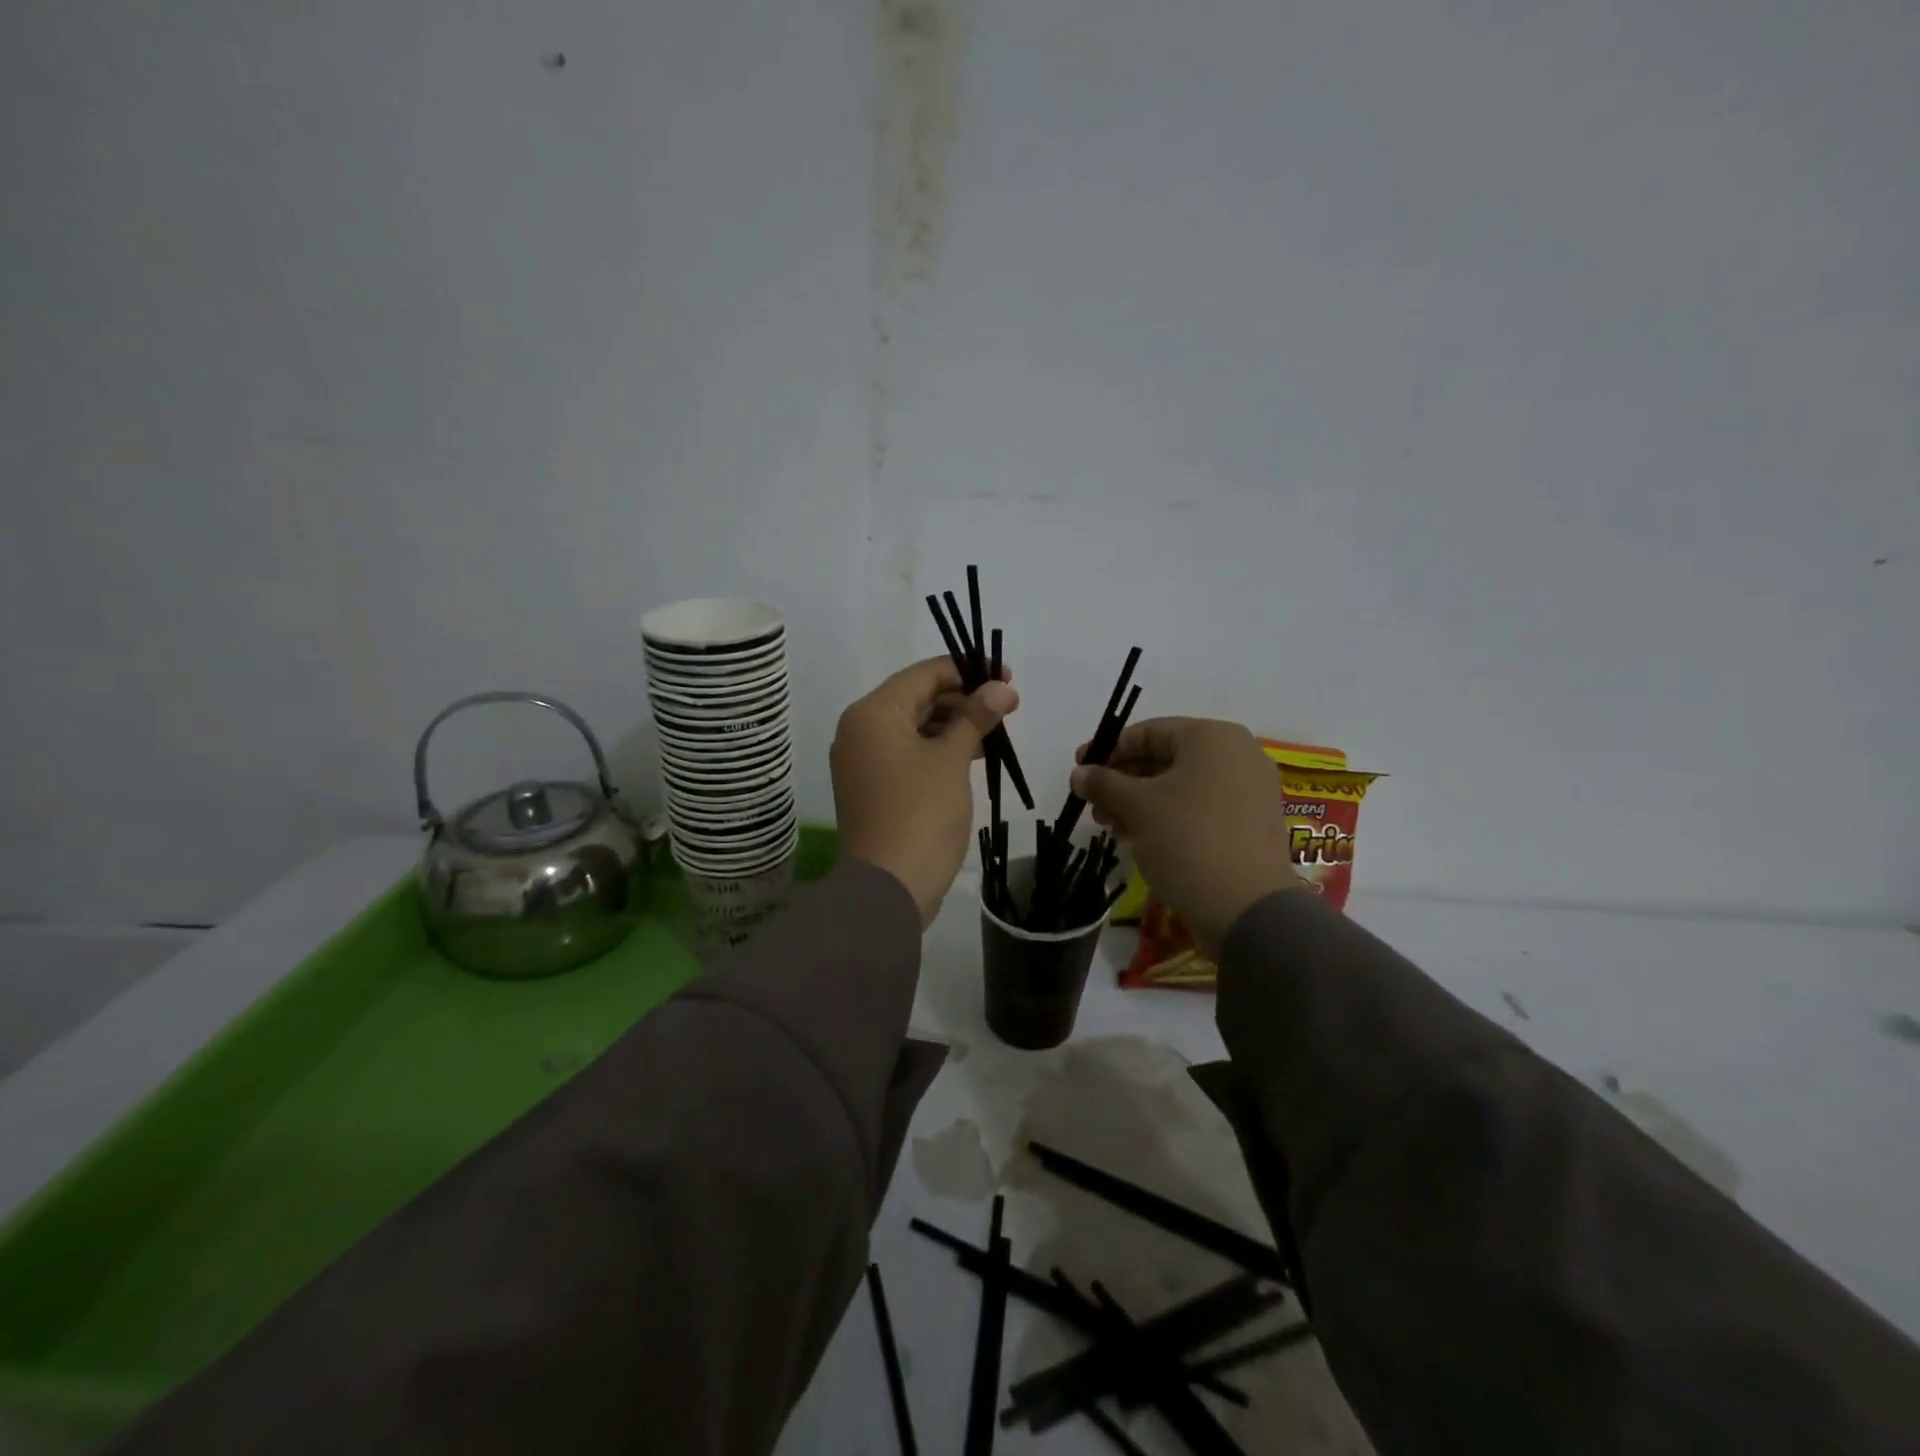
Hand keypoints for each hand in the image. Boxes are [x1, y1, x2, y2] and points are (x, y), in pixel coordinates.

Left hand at [832, 656, 1017, 926]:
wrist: (888, 888)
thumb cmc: (920, 814)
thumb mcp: (952, 760)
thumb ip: (975, 717)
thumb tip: (1001, 688)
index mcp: (873, 713)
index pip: (923, 674)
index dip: (967, 670)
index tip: (1006, 676)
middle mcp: (860, 730)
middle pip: (917, 699)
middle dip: (963, 700)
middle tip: (1007, 708)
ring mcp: (863, 762)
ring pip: (914, 728)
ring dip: (954, 726)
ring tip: (995, 734)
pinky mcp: (873, 788)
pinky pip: (908, 754)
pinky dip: (938, 750)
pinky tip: (972, 757)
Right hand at [1071, 718, 1298, 950]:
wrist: (1247, 907)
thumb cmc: (1188, 840)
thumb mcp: (1136, 807)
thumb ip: (1103, 783)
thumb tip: (1078, 774)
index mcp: (1212, 737)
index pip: (1149, 732)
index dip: (1108, 750)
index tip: (1079, 770)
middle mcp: (1237, 755)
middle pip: (1165, 759)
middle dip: (1123, 782)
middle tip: (1093, 806)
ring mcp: (1248, 790)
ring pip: (1180, 786)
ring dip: (1140, 803)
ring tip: (1112, 828)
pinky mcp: (1250, 823)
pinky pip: (1200, 807)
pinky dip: (1167, 816)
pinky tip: (1140, 838)